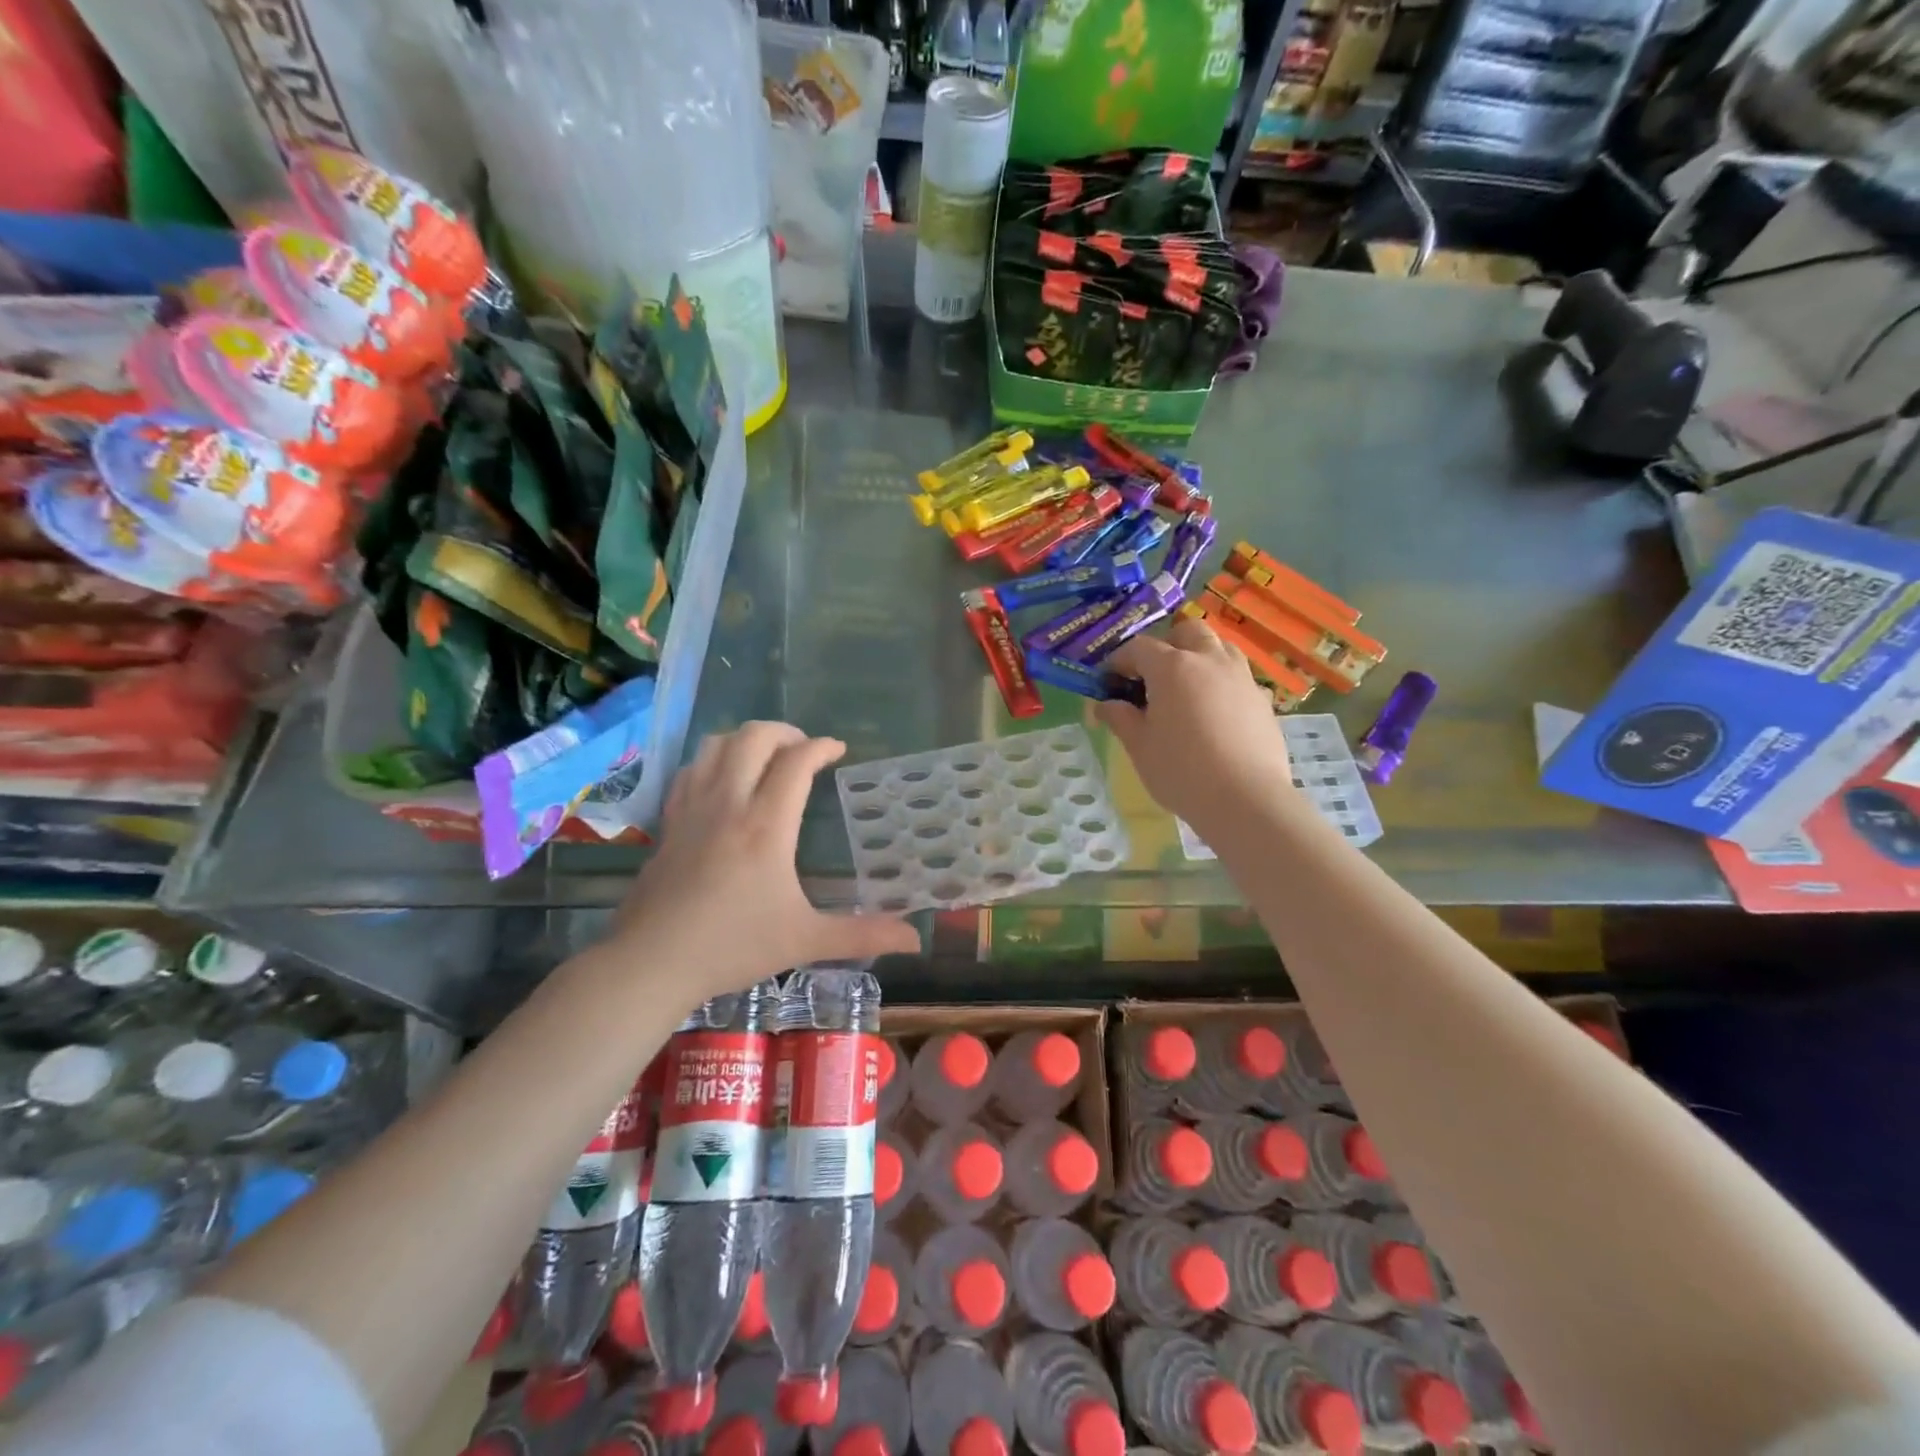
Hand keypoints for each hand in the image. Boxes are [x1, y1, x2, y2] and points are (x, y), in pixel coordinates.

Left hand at [609, 723, 919, 1006]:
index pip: (797, 762)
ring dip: (747, 740)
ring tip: (767, 758)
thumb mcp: (805, 941)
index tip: (839, 751)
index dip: (822, 747)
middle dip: (785, 732)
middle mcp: (728, 803)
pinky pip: (692, 768)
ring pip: (717, 744)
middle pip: (754, 737)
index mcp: (766, 826)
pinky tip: (725, 782)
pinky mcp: (669, 821)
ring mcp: (693, 808)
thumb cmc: (733, 947)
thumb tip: (916, 939)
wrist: (651, 963)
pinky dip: (715, 759)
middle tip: (804, 751)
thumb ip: (862, 934)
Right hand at [1097, 618, 1294, 830]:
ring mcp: (1241, 677)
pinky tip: (1213, 713)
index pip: (1138, 648)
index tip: (1109, 682)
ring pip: (1219, 646)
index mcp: (1172, 667)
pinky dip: (1220, 681)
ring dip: (1198, 656)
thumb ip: (1120, 718)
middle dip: (1166, 644)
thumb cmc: (1182, 772)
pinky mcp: (1262, 698)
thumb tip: (1105, 705)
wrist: (1246, 799)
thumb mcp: (1139, 747)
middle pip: (1186, 631)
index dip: (1119, 661)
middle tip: (1152, 676)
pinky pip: (1238, 675)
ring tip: (1186, 688)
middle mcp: (1209, 660)